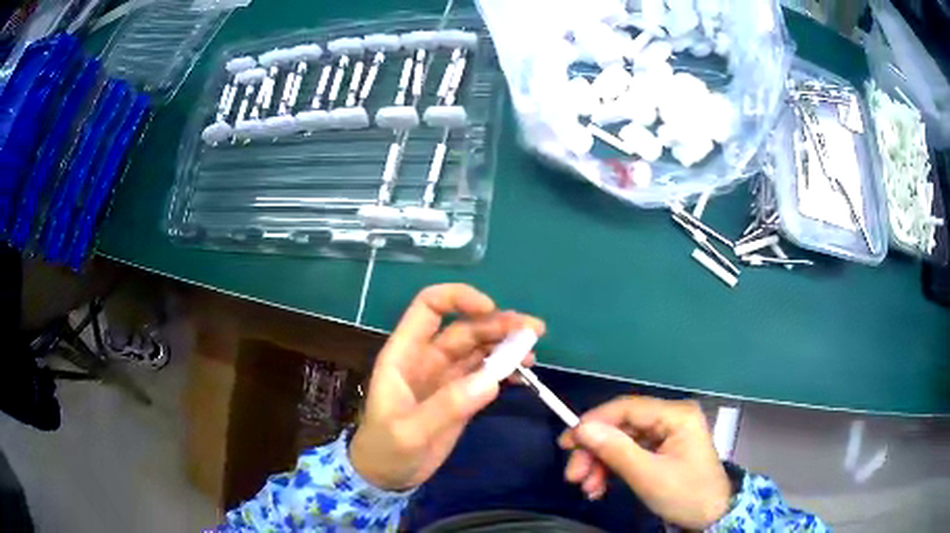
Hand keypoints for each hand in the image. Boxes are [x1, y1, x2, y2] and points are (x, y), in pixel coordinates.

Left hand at [350, 284, 544, 490]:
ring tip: (533, 352)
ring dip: (507, 344)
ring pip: (479, 348)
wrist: (387, 476)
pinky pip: (486, 373)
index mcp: (405, 354)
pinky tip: (523, 374)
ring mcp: (446, 377)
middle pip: (465, 328)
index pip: (428, 307)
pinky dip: (506, 369)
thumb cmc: (386, 449)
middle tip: (533, 332)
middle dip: (498, 324)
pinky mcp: (461, 395)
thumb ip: (447, 406)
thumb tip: (492, 380)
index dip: (458, 298)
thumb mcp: (410, 431)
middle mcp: (427, 358)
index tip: (490, 309)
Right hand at [559, 396, 730, 528]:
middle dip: (595, 451)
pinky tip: (599, 487)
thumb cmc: (686, 494)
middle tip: (573, 475)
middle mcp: (671, 418)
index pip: (627, 408)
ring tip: (587, 488)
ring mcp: (667, 435)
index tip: (567, 443)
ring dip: (600, 464)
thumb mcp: (648, 476)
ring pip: (622, 441)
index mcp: (676, 415)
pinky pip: (630, 454)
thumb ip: (615, 450)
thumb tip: (581, 429)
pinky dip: (612, 470)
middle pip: (622, 426)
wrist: (712, 517)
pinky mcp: (662, 451)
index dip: (594, 422)